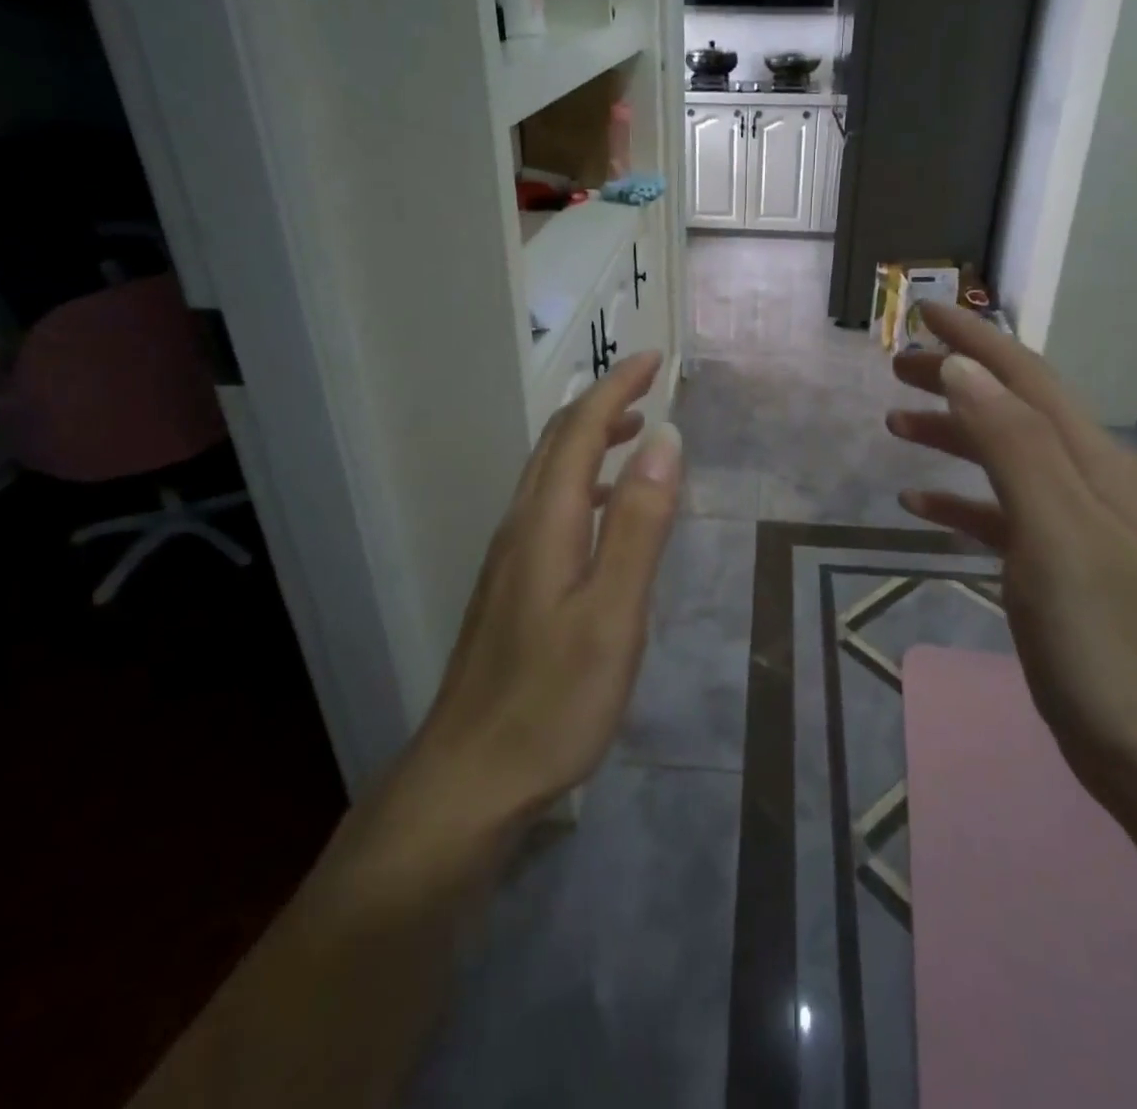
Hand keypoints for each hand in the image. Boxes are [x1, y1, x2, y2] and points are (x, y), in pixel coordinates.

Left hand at [401, 350, 682, 828]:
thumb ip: (638, 525)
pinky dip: (580, 480)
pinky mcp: (510, 585)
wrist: (471, 776)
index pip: (580, 430)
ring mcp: (509, 557)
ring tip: (635, 434)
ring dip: (590, 439)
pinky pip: (547, 505)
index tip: (656, 359)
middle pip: (556, 442)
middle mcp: (520, 526)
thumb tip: (665, 440)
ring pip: (548, 473)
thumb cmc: (552, 700)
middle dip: (602, 402)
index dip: (617, 387)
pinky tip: (600, 509)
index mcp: (545, 521)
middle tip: (648, 383)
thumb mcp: (612, 613)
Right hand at [886, 304, 1136, 815]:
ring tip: (895, 425)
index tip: (924, 308)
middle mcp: (1089, 482)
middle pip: (1014, 409)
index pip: (1026, 377)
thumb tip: (964, 368)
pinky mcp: (1057, 572)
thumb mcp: (1055, 531)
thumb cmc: (1106, 640)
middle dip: (958, 379)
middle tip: (897, 368)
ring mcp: (1075, 528)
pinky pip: (1000, 515)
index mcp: (1093, 463)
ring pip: (1004, 458)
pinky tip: (920, 503)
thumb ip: (1010, 444)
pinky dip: (960, 500)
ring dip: (953, 434)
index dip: (976, 338)